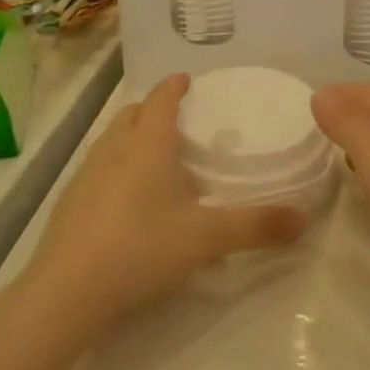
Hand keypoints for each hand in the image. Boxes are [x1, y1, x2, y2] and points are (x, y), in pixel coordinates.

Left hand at [25, 74, 305, 331]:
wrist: (67, 291)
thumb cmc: (140, 248)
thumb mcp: (206, 238)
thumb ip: (255, 226)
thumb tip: (303, 220)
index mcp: (147, 144)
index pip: (161, 100)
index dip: (175, 86)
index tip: (186, 78)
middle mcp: (114, 149)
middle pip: (133, 114)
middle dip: (153, 108)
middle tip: (176, 117)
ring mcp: (86, 173)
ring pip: (111, 138)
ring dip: (131, 134)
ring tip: (153, 152)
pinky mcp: (70, 201)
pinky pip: (97, 166)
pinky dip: (115, 164)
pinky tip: (126, 195)